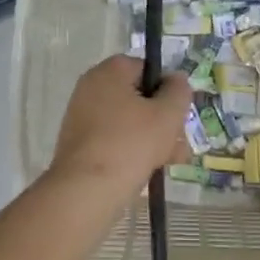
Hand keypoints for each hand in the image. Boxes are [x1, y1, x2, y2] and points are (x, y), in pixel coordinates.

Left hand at [49, 56, 192, 196]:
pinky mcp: (80, 143)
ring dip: (153, 138)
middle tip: (180, 142)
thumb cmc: (131, 143)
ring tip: (173, 161)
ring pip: (129, 121)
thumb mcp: (167, 115)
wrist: (86, 190)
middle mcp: (91, 88)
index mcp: (109, 72)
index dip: (168, 89)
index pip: (147, 69)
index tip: (179, 113)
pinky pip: (114, 139)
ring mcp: (82, 117)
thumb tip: (176, 80)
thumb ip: (178, 92)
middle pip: (139, 97)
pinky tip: (151, 169)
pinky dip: (133, 150)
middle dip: (164, 120)